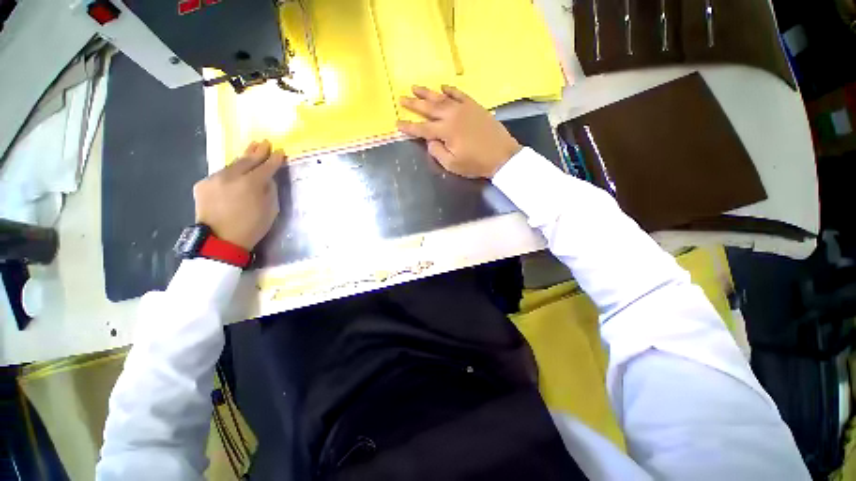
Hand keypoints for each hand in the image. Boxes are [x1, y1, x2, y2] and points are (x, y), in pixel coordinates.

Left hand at [193, 140, 285, 249]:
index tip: (281, 151)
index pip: (266, 167)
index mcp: (251, 184)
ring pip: (232, 165)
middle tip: (265, 142)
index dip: (274, 159)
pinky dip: (230, 172)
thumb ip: (269, 190)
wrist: (220, 240)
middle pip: (247, 160)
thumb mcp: (271, 210)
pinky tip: (235, 171)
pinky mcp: (202, 184)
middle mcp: (231, 176)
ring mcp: (214, 179)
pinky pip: (221, 174)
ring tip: (251, 150)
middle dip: (257, 151)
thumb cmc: (252, 227)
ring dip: (243, 159)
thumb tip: (267, 178)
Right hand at [397, 85, 521, 178]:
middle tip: (401, 98)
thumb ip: (438, 152)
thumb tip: (429, 141)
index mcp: (446, 131)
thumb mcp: (453, 164)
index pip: (422, 129)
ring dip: (427, 93)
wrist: (502, 155)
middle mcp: (452, 116)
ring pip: (441, 98)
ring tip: (414, 87)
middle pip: (429, 108)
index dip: (408, 127)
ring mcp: (464, 108)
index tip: (397, 124)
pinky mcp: (474, 106)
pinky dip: (450, 89)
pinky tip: (442, 86)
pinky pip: (459, 94)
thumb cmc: (476, 163)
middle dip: (413, 104)